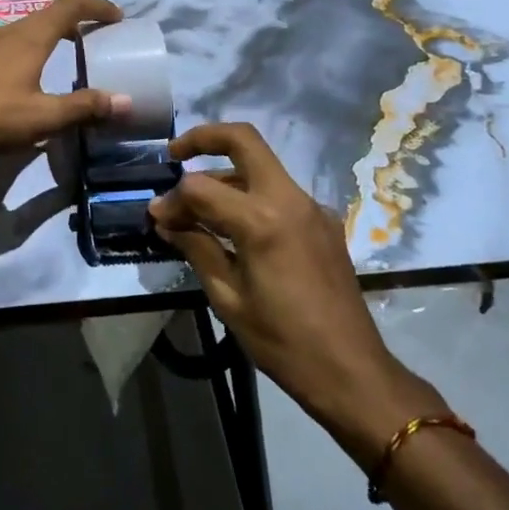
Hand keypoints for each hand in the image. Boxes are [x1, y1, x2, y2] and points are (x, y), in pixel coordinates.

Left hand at [0, 0, 128, 179]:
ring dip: (46, 37)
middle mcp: (5, 32)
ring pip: (21, 31)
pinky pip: (2, 46)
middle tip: (93, 39)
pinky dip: (23, 51)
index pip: (69, 5)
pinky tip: (19, 78)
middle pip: (46, 15)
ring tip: (59, 57)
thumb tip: (125, 101)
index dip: (96, 6)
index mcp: (29, 38)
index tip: (116, 16)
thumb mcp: (43, 118)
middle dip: (73, 21)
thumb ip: (85, 107)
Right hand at [149, 123, 445, 470]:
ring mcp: (311, 207)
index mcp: (262, 220)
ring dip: (226, 173)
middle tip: (174, 154)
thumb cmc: (282, 341)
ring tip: (196, 207)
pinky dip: (249, 195)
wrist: (351, 371)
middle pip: (244, 140)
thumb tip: (165, 218)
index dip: (172, 199)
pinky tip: (233, 228)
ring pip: (261, 166)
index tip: (157, 217)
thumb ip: (196, 247)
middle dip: (204, 138)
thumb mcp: (228, 298)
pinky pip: (279, 193)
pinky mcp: (323, 222)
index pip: (201, 186)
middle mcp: (289, 199)